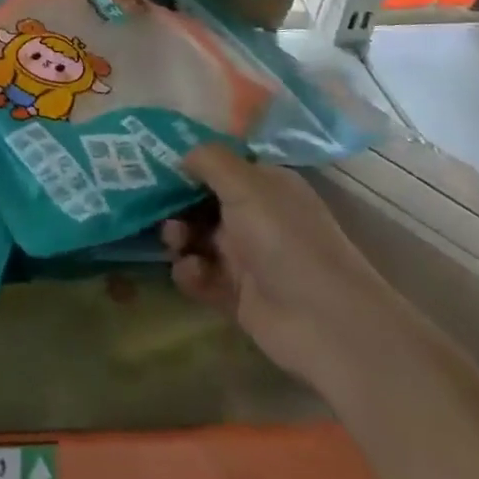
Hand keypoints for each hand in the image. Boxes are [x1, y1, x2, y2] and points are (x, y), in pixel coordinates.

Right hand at [162, 144, 404, 392]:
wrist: (326, 323)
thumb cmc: (286, 241)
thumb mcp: (247, 185)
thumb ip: (210, 160)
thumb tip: (182, 154)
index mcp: (265, 186)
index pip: (220, 166)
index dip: (188, 164)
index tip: (152, 164)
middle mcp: (256, 217)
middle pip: (201, 202)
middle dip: (175, 204)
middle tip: (156, 208)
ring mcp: (246, 257)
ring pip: (196, 238)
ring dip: (179, 238)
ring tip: (176, 243)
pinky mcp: (236, 295)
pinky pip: (200, 276)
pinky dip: (190, 273)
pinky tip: (192, 273)